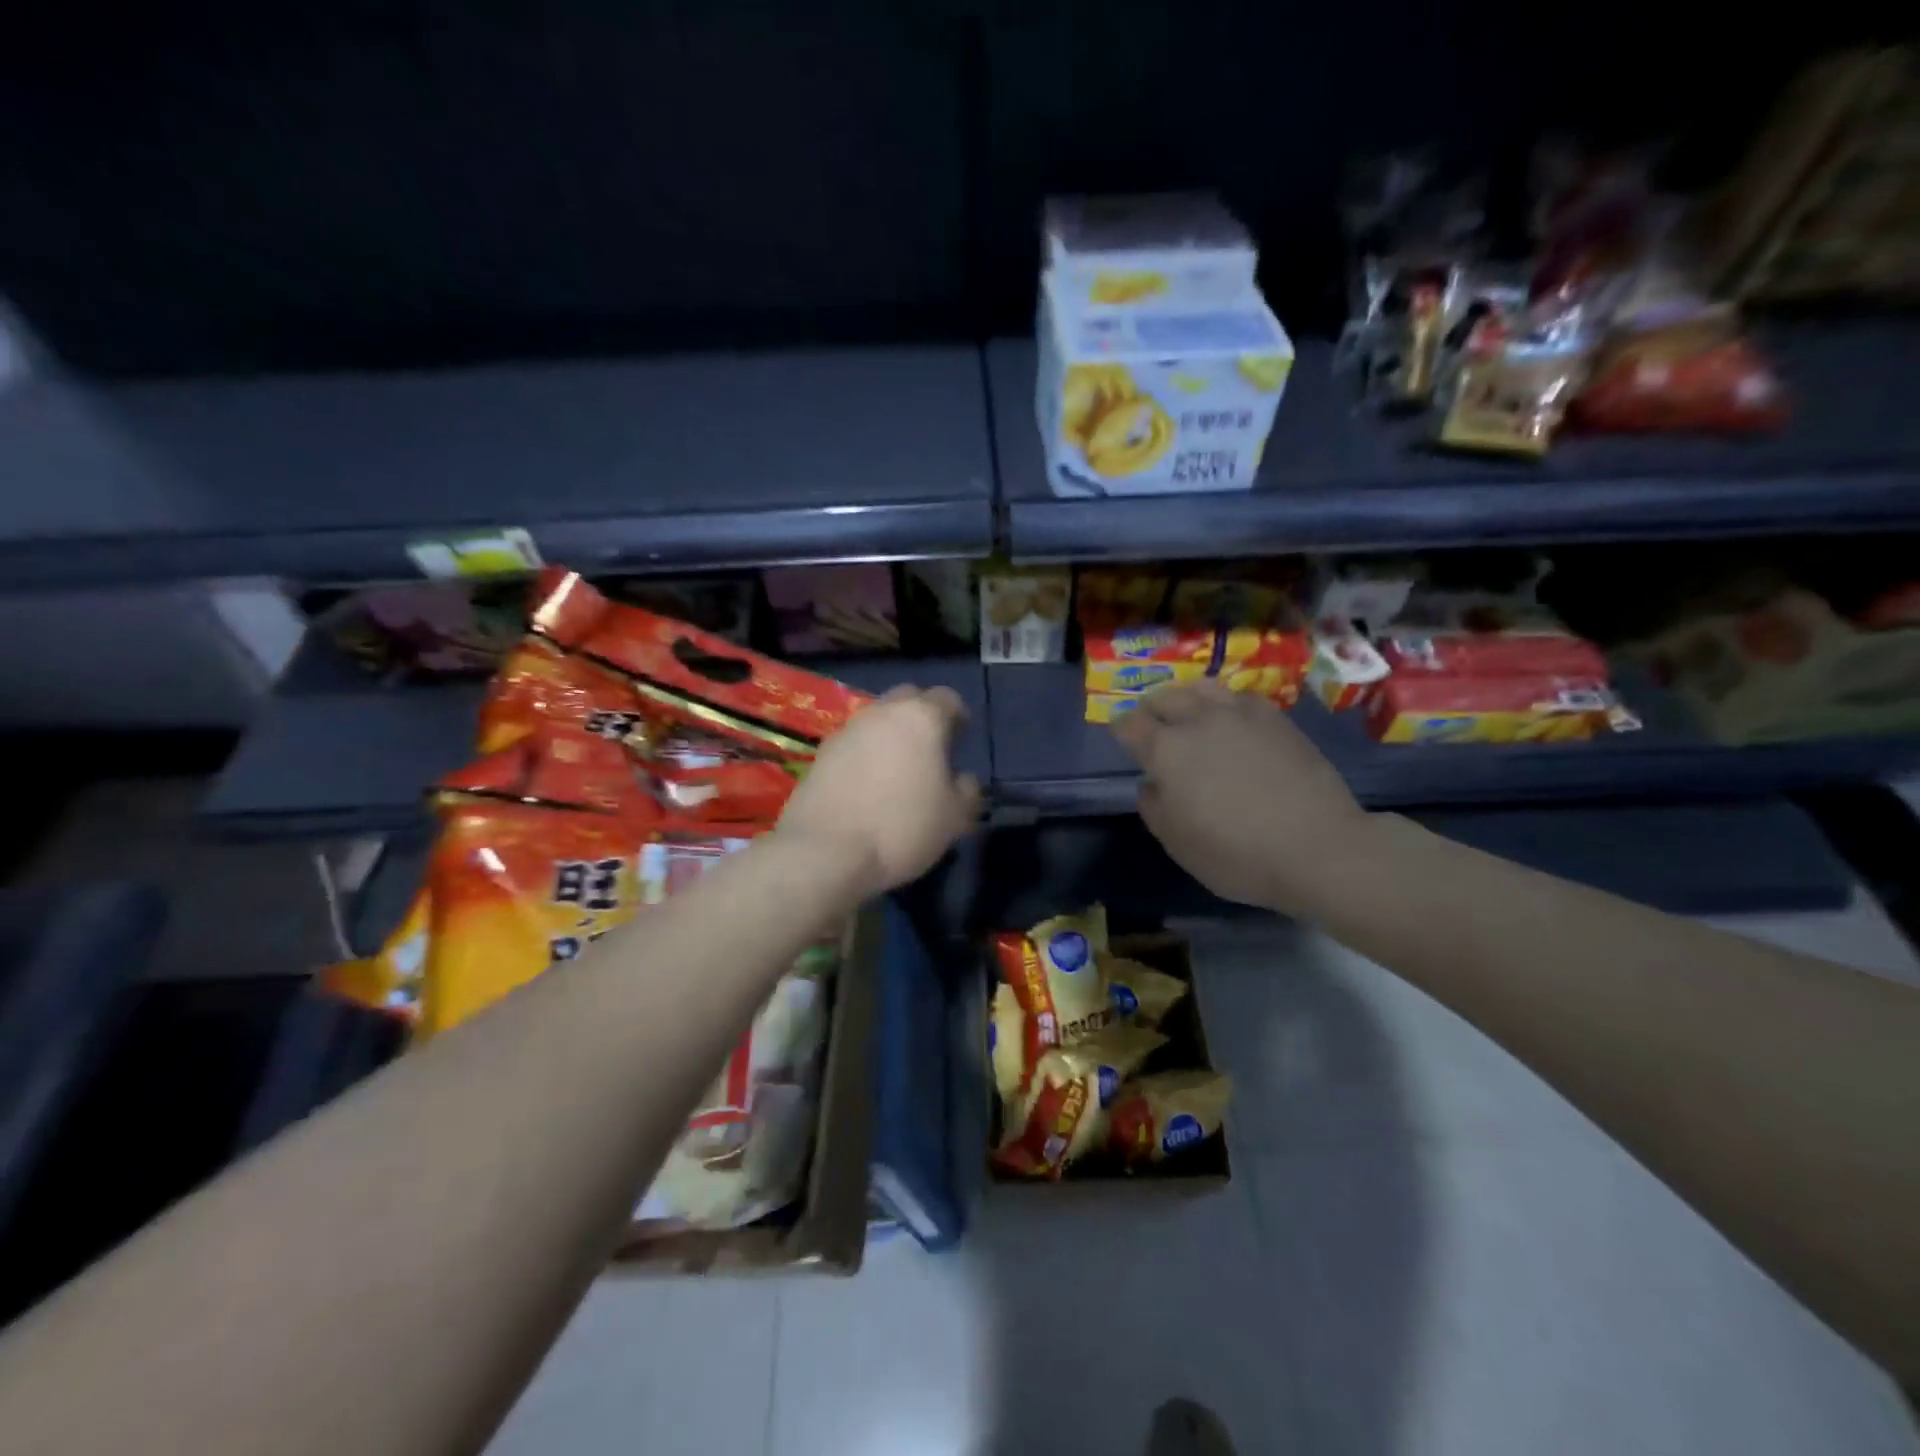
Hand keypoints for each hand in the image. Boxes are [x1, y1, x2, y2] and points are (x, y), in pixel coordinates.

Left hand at [777, 685, 979, 897]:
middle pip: (907, 700)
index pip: (947, 698)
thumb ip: (967, 789)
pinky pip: (852, 744)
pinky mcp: (820, 754)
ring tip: (897, 771)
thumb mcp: (955, 816)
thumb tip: (961, 778)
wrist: (826, 851)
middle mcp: (881, 713)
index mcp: (921, 718)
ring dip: (890, 737)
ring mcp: (846, 731)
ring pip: (876, 721)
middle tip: (929, 750)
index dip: (958, 716)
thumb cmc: (902, 827)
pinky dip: (864, 756)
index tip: (960, 739)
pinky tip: (867, 787)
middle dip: (921, 717)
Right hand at [1111, 681, 1369, 911]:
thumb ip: (1153, 806)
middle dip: (1152, 708)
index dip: (1121, 729)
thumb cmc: (1236, 854)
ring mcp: (1241, 716)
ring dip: (1188, 697)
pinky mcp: (1277, 720)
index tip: (1122, 737)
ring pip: (1203, 688)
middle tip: (1153, 723)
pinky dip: (1227, 705)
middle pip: (1165, 697)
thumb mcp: (1177, 843)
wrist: (1317, 848)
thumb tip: (1153, 783)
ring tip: (1190, 712)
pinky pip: (1241, 698)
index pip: (1131, 725)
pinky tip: (1233, 722)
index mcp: (1167, 751)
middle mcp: (1199, 721)